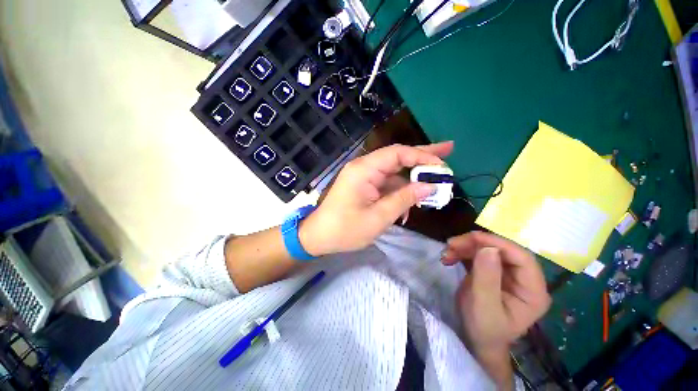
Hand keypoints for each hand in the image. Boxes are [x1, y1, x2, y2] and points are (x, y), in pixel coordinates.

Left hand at [299, 142, 453, 255]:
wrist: (319, 237)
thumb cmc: (345, 229)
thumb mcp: (379, 217)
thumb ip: (404, 198)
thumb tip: (430, 186)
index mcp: (364, 169)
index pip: (398, 153)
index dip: (422, 157)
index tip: (443, 165)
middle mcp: (364, 167)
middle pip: (397, 157)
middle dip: (422, 156)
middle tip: (448, 150)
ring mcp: (363, 177)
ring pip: (394, 173)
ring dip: (412, 181)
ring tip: (434, 187)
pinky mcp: (364, 186)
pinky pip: (386, 185)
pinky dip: (400, 192)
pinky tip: (410, 205)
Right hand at [442, 232, 549, 384]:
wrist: (476, 339)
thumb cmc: (484, 329)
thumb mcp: (484, 306)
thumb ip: (487, 278)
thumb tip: (488, 248)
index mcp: (533, 291)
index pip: (523, 258)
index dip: (499, 244)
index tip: (472, 238)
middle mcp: (524, 279)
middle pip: (504, 250)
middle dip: (476, 244)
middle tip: (452, 244)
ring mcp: (508, 274)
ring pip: (488, 249)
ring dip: (465, 247)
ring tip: (446, 252)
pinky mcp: (493, 272)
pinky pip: (478, 255)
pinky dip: (462, 252)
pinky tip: (449, 257)